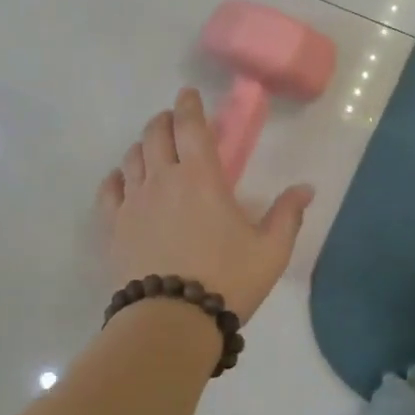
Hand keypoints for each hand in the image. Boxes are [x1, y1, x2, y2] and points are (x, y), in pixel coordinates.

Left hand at [95, 88, 314, 324]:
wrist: (172, 319)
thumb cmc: (227, 280)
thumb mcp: (270, 250)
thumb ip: (288, 215)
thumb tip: (306, 188)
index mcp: (201, 176)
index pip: (190, 126)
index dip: (188, 105)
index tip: (188, 95)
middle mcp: (162, 178)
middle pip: (155, 133)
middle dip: (164, 120)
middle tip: (172, 121)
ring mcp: (133, 201)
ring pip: (131, 157)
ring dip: (142, 145)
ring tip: (151, 150)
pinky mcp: (114, 226)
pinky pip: (108, 189)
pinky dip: (116, 177)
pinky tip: (122, 180)